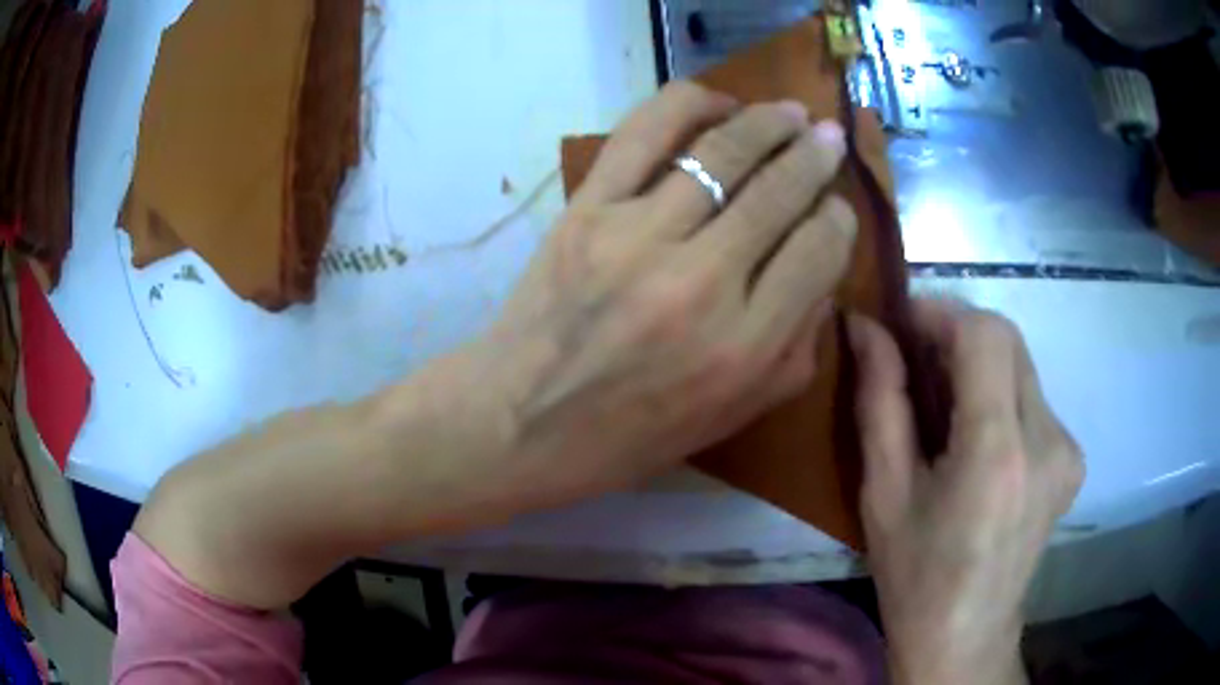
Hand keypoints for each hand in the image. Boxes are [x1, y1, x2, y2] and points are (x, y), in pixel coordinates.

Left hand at [471, 81, 857, 507]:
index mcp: (745, 346)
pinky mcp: (587, 210)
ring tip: (789, 111)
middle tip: (830, 136)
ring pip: (723, 150)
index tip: (838, 206)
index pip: (820, 252)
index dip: (839, 219)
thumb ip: (797, 348)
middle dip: (816, 154)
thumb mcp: (735, 414)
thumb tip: (823, 271)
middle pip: (780, 192)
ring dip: (768, 121)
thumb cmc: (634, 433)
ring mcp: (638, 237)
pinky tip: (719, 103)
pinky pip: (646, 132)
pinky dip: (691, 103)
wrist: (525, 422)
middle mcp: (701, 283)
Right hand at [848, 301, 1083, 684]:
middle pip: (1009, 340)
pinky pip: (1033, 398)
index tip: (902, 322)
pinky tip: (977, 433)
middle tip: (916, 355)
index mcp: (996, 453)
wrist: (966, 635)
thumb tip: (864, 326)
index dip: (942, 312)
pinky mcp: (1072, 458)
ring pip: (1022, 365)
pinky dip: (1000, 393)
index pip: (985, 335)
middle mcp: (1046, 440)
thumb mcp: (884, 492)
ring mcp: (1067, 449)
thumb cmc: (915, 576)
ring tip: (942, 398)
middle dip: (958, 331)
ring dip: (979, 363)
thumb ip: (879, 399)